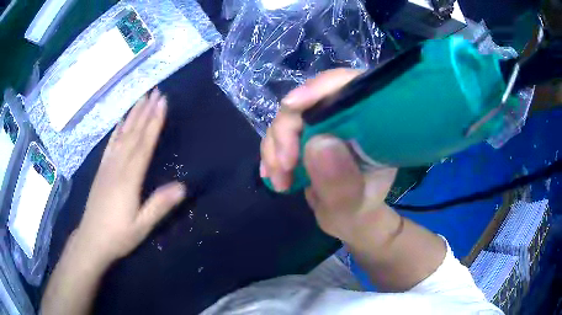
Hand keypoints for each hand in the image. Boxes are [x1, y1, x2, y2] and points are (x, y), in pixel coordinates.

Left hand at [74, 89, 185, 265]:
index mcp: (129, 179)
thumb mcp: (142, 226)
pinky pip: (110, 144)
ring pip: (121, 135)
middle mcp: (117, 166)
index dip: (154, 122)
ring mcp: (107, 166)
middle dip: (145, 111)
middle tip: (156, 92)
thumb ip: (160, 205)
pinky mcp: (101, 170)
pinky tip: (121, 121)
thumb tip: (183, 186)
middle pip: (133, 134)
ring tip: (141, 99)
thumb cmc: (118, 235)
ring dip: (132, 115)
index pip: (144, 144)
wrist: (91, 240)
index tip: (163, 102)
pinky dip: (117, 129)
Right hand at [260, 69, 397, 244]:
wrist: (349, 220)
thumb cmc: (358, 214)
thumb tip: (318, 144)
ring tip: (279, 180)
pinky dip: (271, 153)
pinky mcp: (306, 134)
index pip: (350, 86)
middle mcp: (347, 117)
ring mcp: (324, 124)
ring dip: (275, 146)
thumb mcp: (352, 208)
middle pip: (310, 100)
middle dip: (287, 129)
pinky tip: (273, 175)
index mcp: (372, 125)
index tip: (293, 106)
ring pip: (289, 116)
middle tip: (283, 166)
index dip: (321, 88)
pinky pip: (280, 133)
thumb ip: (341, 184)